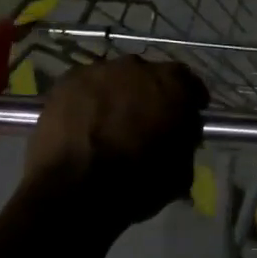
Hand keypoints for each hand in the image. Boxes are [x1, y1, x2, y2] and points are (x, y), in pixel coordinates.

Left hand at [22, 59, 208, 223]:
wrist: (76, 190)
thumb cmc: (138, 182)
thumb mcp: (180, 171)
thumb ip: (185, 142)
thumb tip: (180, 136)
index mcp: (173, 85)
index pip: (189, 82)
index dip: (187, 100)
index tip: (186, 115)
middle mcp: (138, 67)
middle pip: (148, 76)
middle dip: (149, 95)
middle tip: (144, 121)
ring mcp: (100, 71)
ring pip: (115, 79)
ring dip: (117, 95)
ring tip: (109, 123)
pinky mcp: (67, 81)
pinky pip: (85, 87)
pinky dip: (88, 101)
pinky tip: (84, 123)